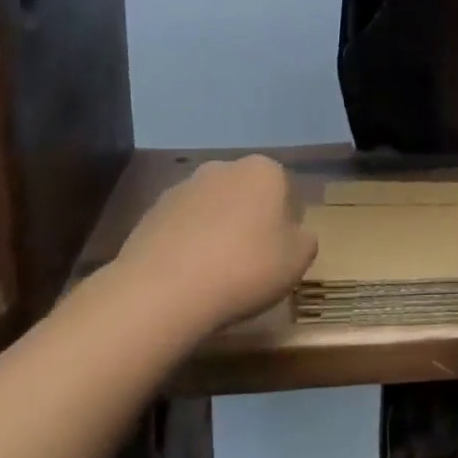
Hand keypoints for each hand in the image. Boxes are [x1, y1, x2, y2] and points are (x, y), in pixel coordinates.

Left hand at [103, 155, 317, 334]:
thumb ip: (305, 240)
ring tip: (216, 273)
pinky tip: (188, 275)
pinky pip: (182, 226)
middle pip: (247, 194)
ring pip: (213, 208)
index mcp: (264, 170)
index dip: (287, 223)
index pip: (286, 191)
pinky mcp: (151, 212)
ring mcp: (183, 187)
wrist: (164, 290)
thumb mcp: (298, 260)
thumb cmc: (245, 267)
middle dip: (250, 220)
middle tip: (252, 262)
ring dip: (217, 230)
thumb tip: (296, 235)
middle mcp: (223, 167)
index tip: (281, 253)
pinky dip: (188, 243)